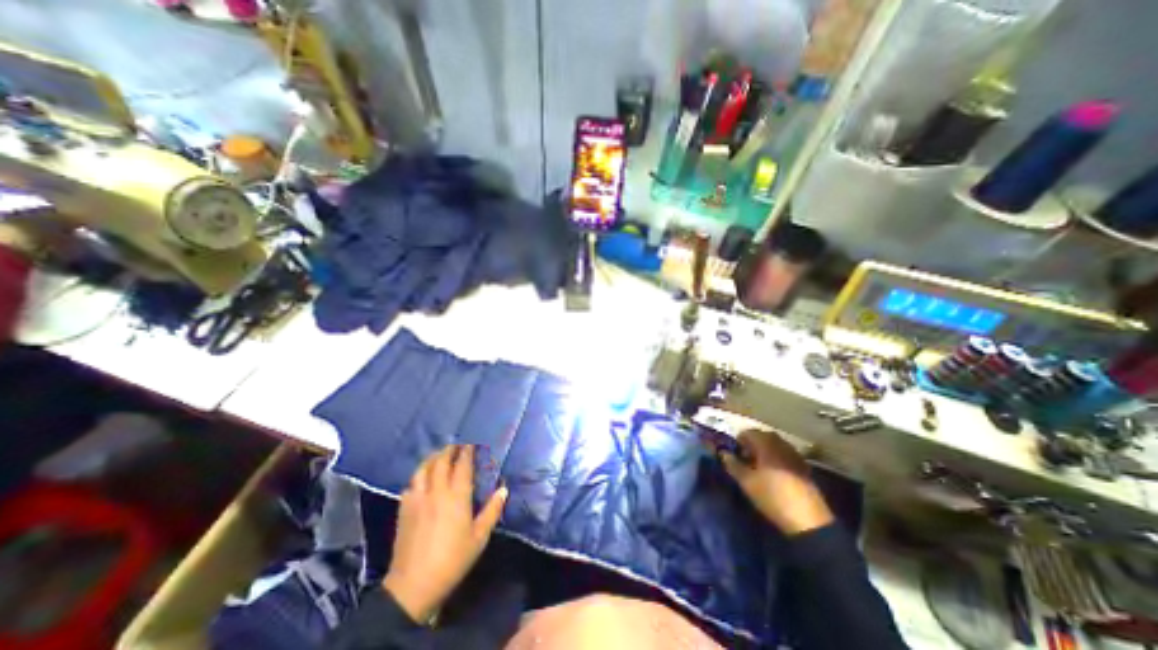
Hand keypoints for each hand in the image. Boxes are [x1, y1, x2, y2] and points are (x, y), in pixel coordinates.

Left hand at [385, 444, 506, 620]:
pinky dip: (418, 476)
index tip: (471, 443)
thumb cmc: (452, 560)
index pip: (462, 465)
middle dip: (449, 450)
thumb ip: (492, 510)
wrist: (413, 586)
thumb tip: (503, 489)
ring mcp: (417, 499)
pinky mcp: (404, 510)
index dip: (466, 452)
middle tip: (456, 444)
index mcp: (457, 496)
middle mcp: (436, 491)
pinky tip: (421, 480)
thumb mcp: (479, 537)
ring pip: (423, 469)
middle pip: (441, 461)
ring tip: (438, 455)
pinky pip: (410, 485)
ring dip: (432, 458)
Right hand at [722, 433, 832, 532]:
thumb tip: (724, 453)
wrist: (808, 520)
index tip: (735, 455)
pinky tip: (774, 475)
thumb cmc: (771, 495)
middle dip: (752, 445)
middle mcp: (781, 444)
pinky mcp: (803, 467)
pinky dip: (776, 459)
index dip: (738, 442)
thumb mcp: (746, 481)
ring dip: (764, 451)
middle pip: (762, 437)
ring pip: (775, 445)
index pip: (748, 432)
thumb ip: (732, 464)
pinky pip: (785, 455)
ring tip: (758, 468)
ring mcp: (794, 455)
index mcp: (766, 443)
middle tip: (745, 460)